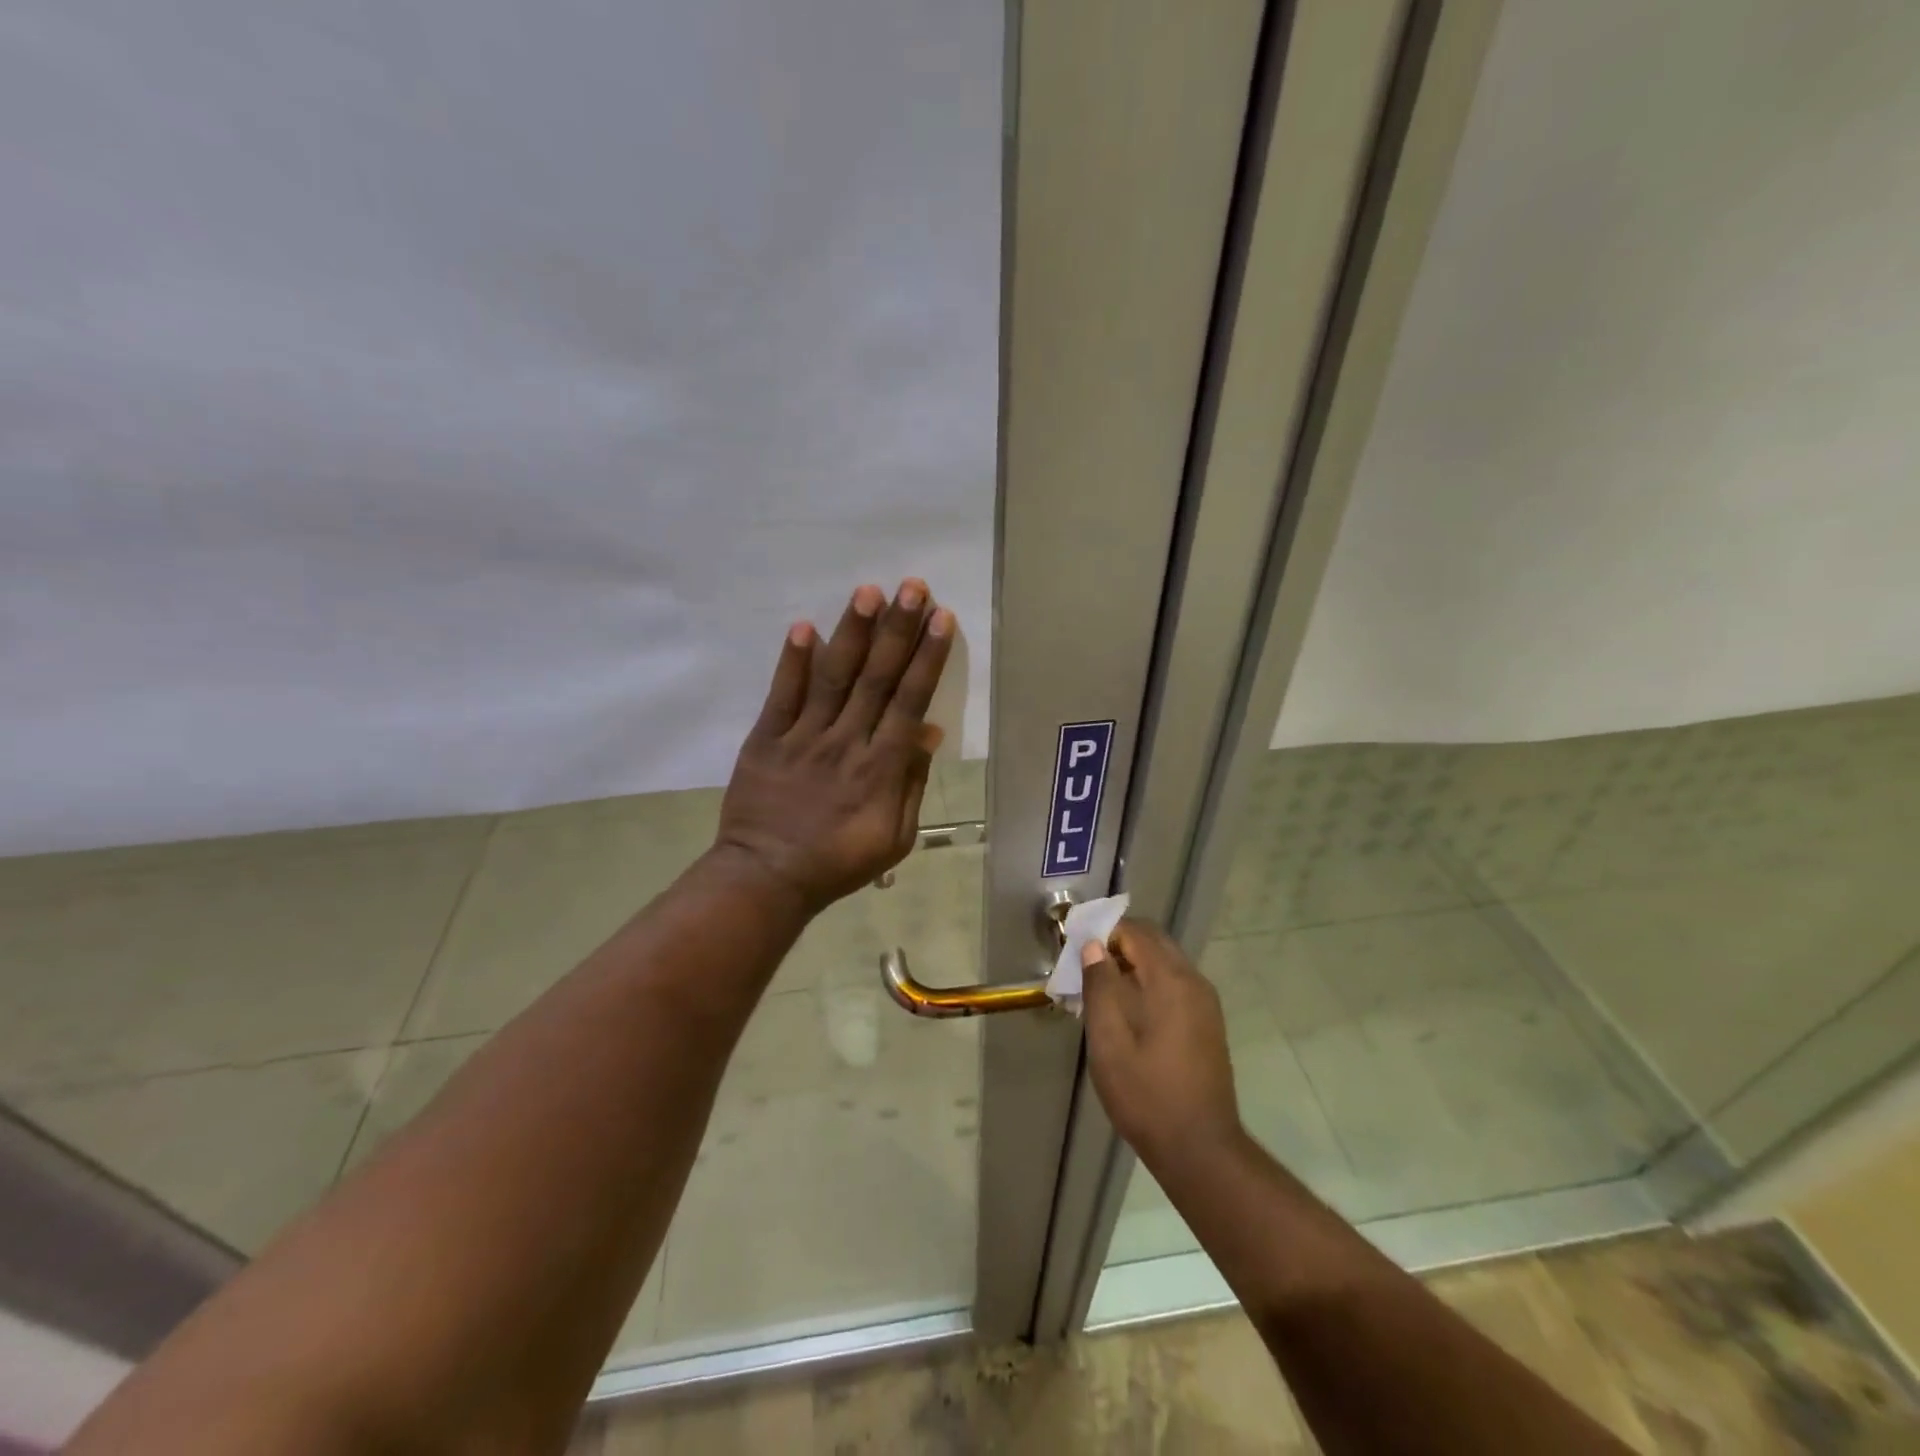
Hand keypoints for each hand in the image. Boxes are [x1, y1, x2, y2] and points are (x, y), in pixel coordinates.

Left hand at [714, 580, 953, 913]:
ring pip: (833, 677)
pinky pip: (782, 695)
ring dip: (852, 633)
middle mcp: (846, 743)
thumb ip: (911, 784)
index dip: (927, 658)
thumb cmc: (838, 862)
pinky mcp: (766, 739)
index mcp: (880, 769)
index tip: (941, 619)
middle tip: (913, 587)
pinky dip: (793, 662)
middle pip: (877, 678)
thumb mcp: (894, 838)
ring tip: (868, 592)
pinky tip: (804, 626)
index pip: (909, 701)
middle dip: (898, 630)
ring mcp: (803, 738)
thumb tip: (928, 732)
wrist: (766, 878)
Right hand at [1081, 919, 1242, 1168]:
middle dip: (1117, 945)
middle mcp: (1193, 982)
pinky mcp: (1207, 1023)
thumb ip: (1100, 987)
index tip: (1075, 948)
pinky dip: (1148, 983)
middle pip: (1153, 942)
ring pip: (1164, 962)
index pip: (1136, 932)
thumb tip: (1093, 945)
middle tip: (1085, 968)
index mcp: (1170, 980)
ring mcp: (1205, 1003)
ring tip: (1100, 991)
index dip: (1103, 931)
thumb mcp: (1109, 1042)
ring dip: (1132, 964)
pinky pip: (1174, 984)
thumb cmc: (1146, 1095)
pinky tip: (1126, 1012)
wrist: (1200, 1149)